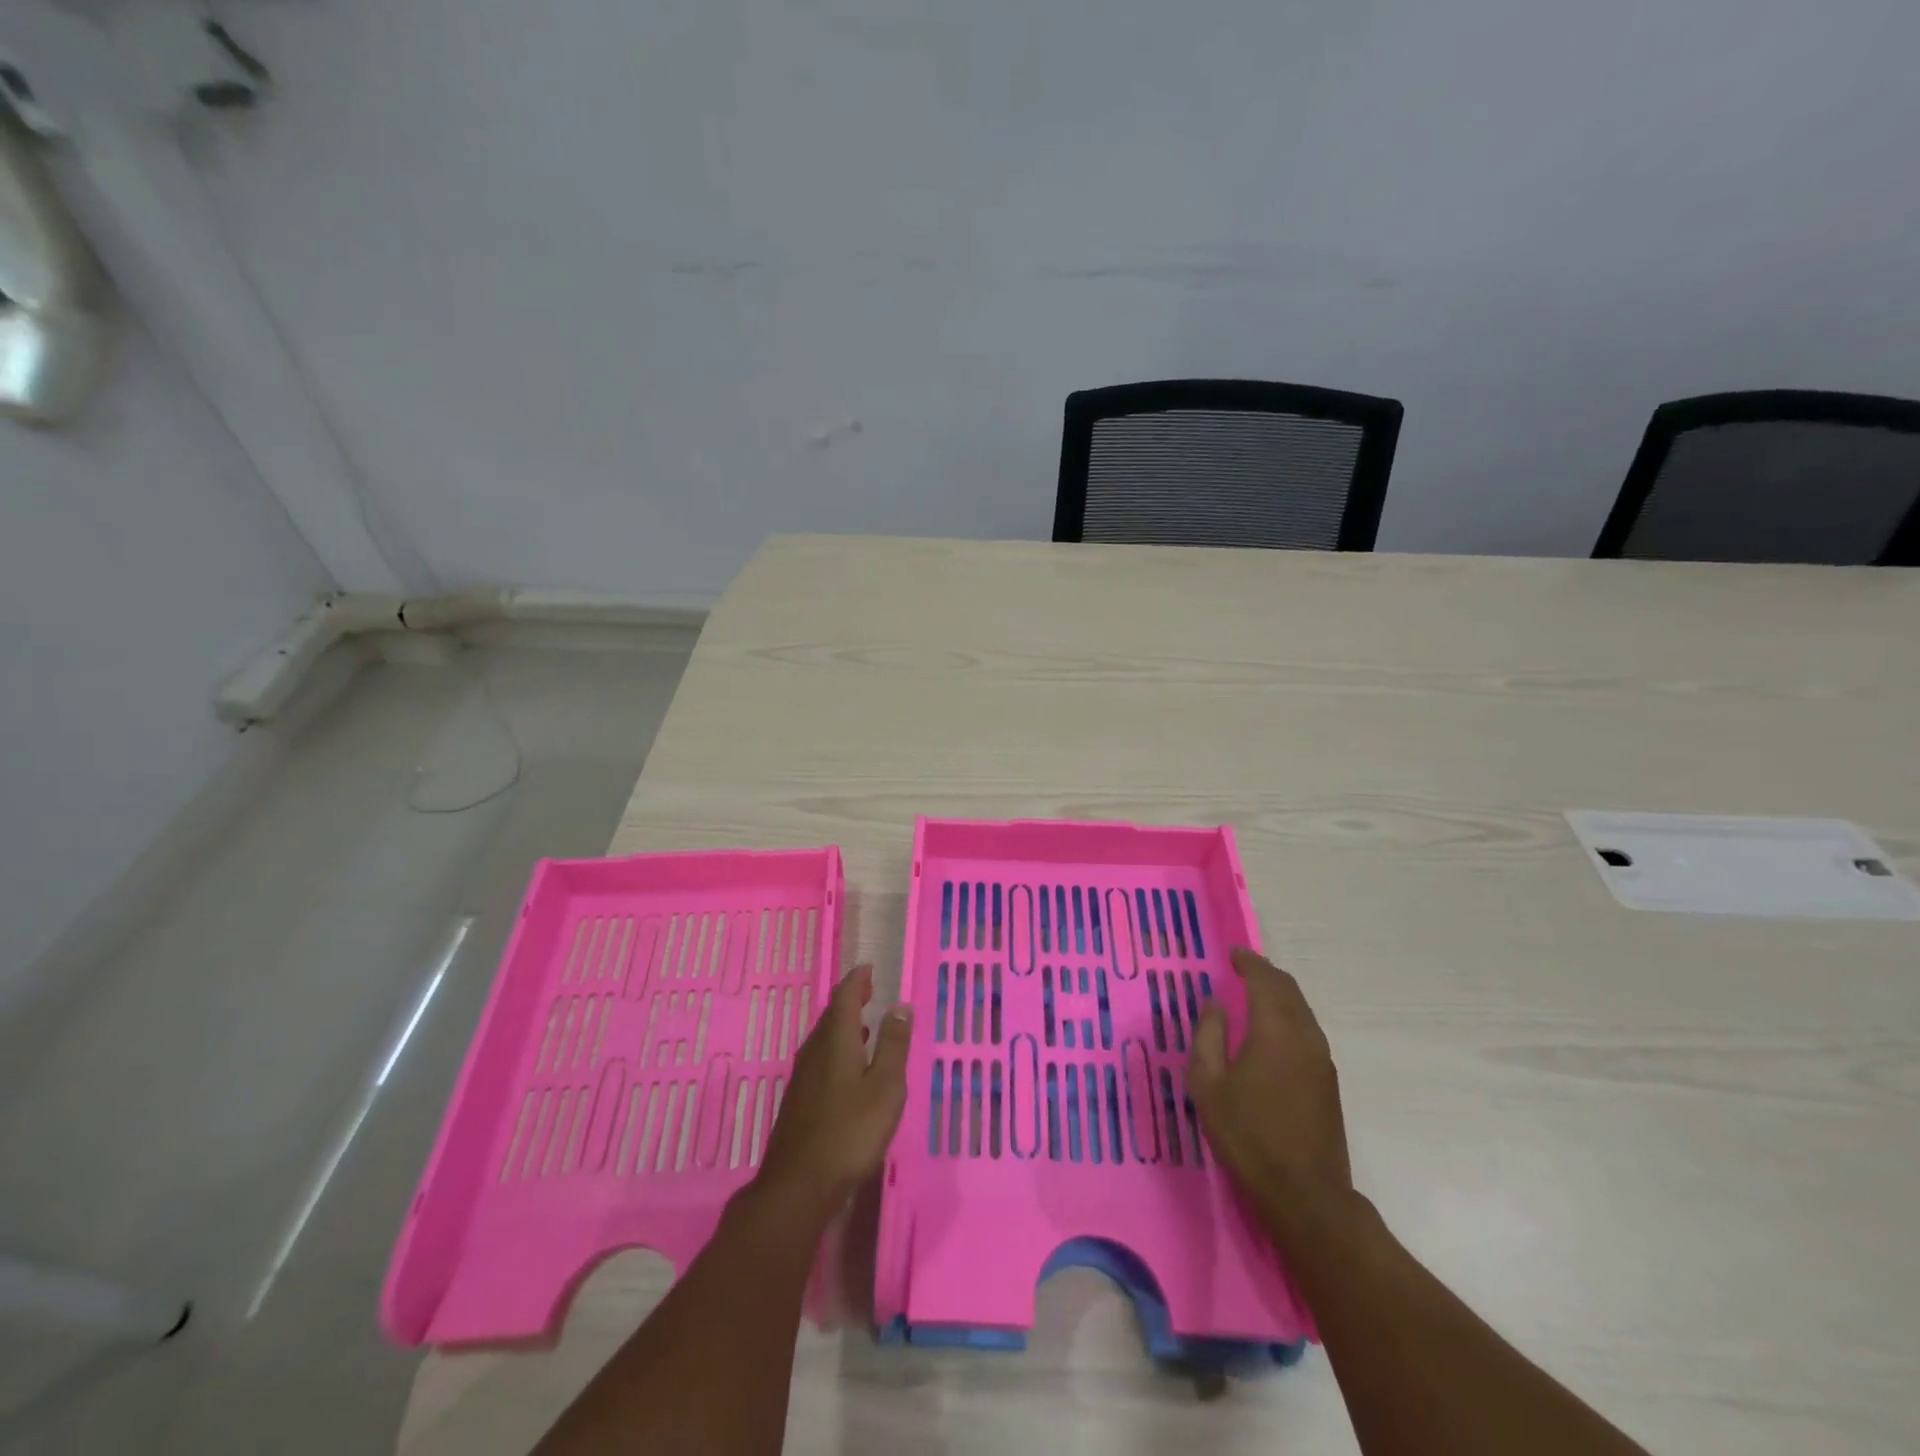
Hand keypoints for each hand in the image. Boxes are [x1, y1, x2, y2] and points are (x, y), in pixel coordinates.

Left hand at [754, 964, 911, 1221]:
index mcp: (836, 1041)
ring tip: (863, 1023)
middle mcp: (815, 1051)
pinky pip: (820, 1058)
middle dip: (850, 999)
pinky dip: (837, 1048)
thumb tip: (899, 1005)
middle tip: (868, 990)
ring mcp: (803, 1077)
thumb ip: (893, 1045)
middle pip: (831, 1015)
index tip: (868, 968)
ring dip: (843, 1025)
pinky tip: (848, 1066)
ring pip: (824, 1038)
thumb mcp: (885, 1088)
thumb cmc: (850, 1132)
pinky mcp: (800, 1100)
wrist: (798, 1186)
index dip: (857, 980)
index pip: (844, 997)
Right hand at [1189, 949, 1351, 1228]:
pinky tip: (1270, 1030)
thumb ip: (1208, 1036)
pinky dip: (1287, 1015)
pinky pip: (1307, 1030)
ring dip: (1278, 995)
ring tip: (1253, 995)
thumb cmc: (1247, 1135)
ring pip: (1301, 1009)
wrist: (1305, 1194)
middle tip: (1241, 968)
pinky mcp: (1328, 1080)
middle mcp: (1305, 1035)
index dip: (1248, 962)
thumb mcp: (1208, 1084)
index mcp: (1275, 1029)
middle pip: (1289, 990)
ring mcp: (1322, 1059)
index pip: (1265, 979)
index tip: (1232, 954)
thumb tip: (1215, 1003)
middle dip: (1265, 973)